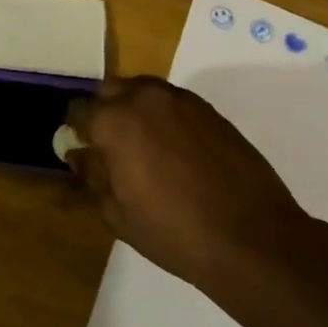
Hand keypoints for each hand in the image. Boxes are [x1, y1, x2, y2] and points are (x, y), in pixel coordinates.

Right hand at [65, 76, 327, 292]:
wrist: (251, 237)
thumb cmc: (173, 231)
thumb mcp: (117, 213)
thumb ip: (92, 175)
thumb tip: (79, 153)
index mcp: (115, 121)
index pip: (78, 110)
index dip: (76, 131)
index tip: (81, 151)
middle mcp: (145, 98)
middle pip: (110, 89)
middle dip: (104, 111)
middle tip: (110, 147)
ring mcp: (182, 100)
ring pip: (144, 91)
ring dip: (135, 110)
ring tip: (143, 148)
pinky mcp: (211, 110)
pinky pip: (173, 103)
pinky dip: (164, 117)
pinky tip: (174, 152)